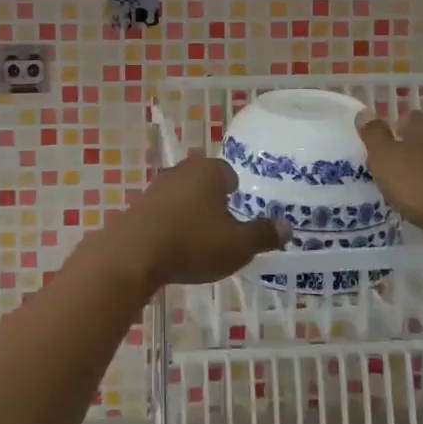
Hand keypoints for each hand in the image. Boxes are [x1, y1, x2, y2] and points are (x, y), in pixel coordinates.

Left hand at [101, 152, 287, 290]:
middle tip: (223, 227)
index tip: (239, 214)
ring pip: (184, 194)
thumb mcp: (237, 245)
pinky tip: (174, 244)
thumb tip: (288, 226)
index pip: (229, 173)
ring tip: (199, 239)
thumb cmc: (193, 243)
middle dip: (213, 200)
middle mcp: (184, 169)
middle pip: (205, 181)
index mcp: (210, 171)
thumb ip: (263, 234)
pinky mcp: (140, 204)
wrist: (134, 254)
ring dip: (191, 211)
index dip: (236, 193)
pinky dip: (172, 222)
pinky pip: (165, 210)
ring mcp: (158, 185)